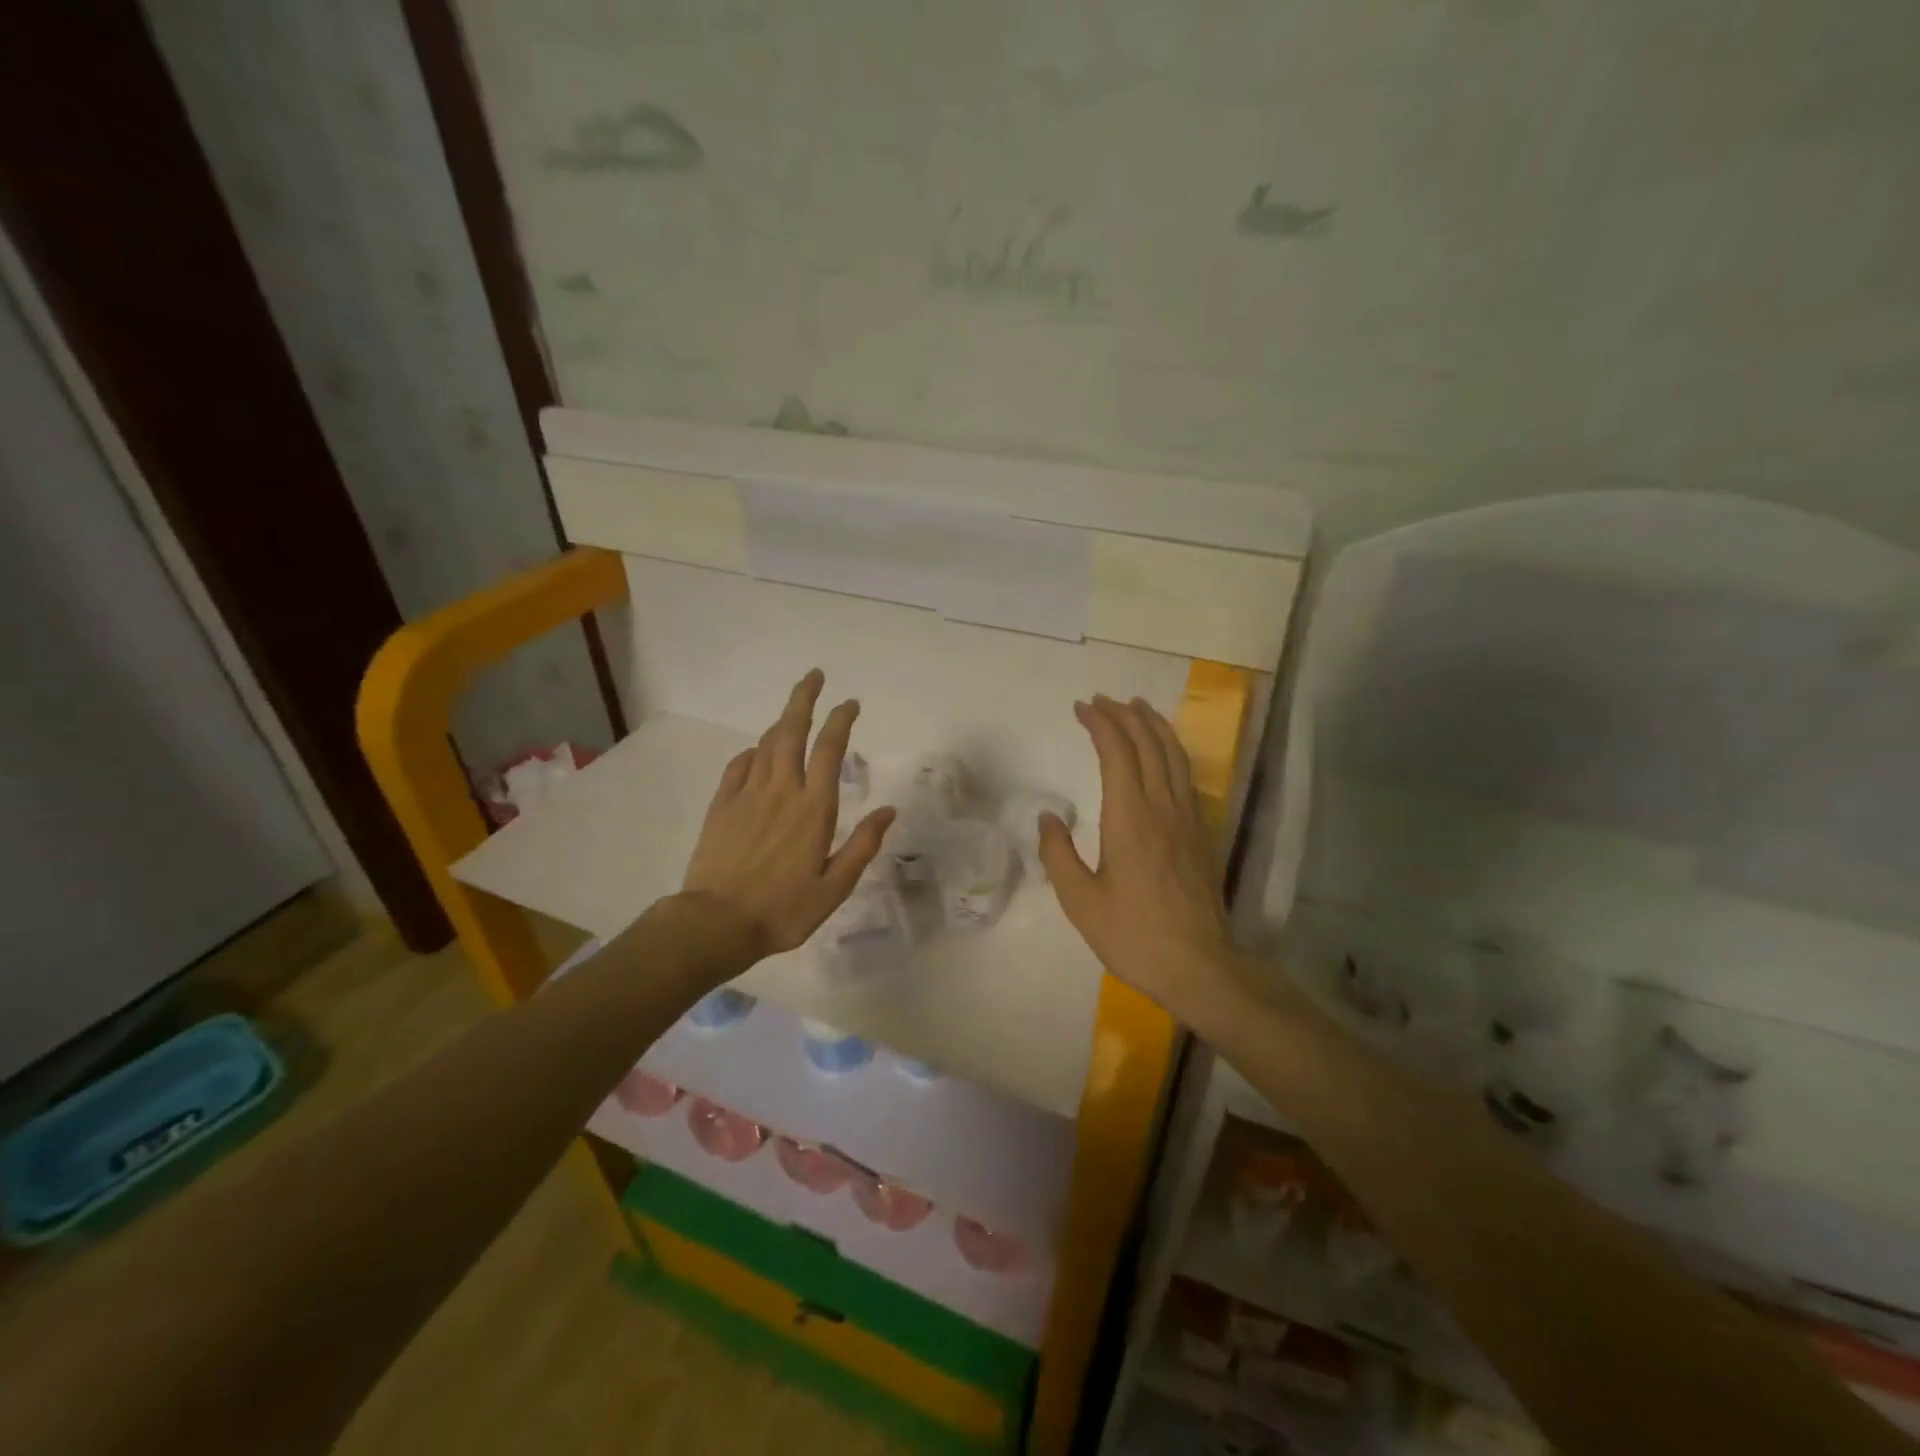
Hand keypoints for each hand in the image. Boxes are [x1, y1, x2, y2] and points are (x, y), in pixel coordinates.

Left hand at [681, 670, 894, 959]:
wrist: (717, 923)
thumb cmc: (783, 910)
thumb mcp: (834, 887)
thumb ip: (863, 845)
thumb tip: (889, 810)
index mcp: (814, 808)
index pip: (830, 749)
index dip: (841, 720)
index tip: (850, 703)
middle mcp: (781, 790)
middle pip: (792, 731)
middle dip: (804, 698)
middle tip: (814, 676)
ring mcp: (747, 794)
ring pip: (766, 744)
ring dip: (782, 721)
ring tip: (793, 712)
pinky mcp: (722, 805)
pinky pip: (738, 766)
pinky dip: (752, 752)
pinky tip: (757, 753)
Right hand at [1039, 695, 1239, 1019]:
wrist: (1199, 966)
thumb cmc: (1133, 935)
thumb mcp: (1080, 901)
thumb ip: (1058, 854)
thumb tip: (1048, 816)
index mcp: (1130, 817)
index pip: (1117, 752)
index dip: (1100, 723)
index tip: (1082, 707)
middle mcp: (1162, 807)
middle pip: (1148, 744)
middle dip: (1125, 715)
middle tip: (1103, 700)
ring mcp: (1188, 819)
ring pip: (1174, 756)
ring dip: (1154, 726)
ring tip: (1137, 707)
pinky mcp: (1201, 834)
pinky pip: (1186, 777)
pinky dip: (1171, 752)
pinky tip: (1164, 755)